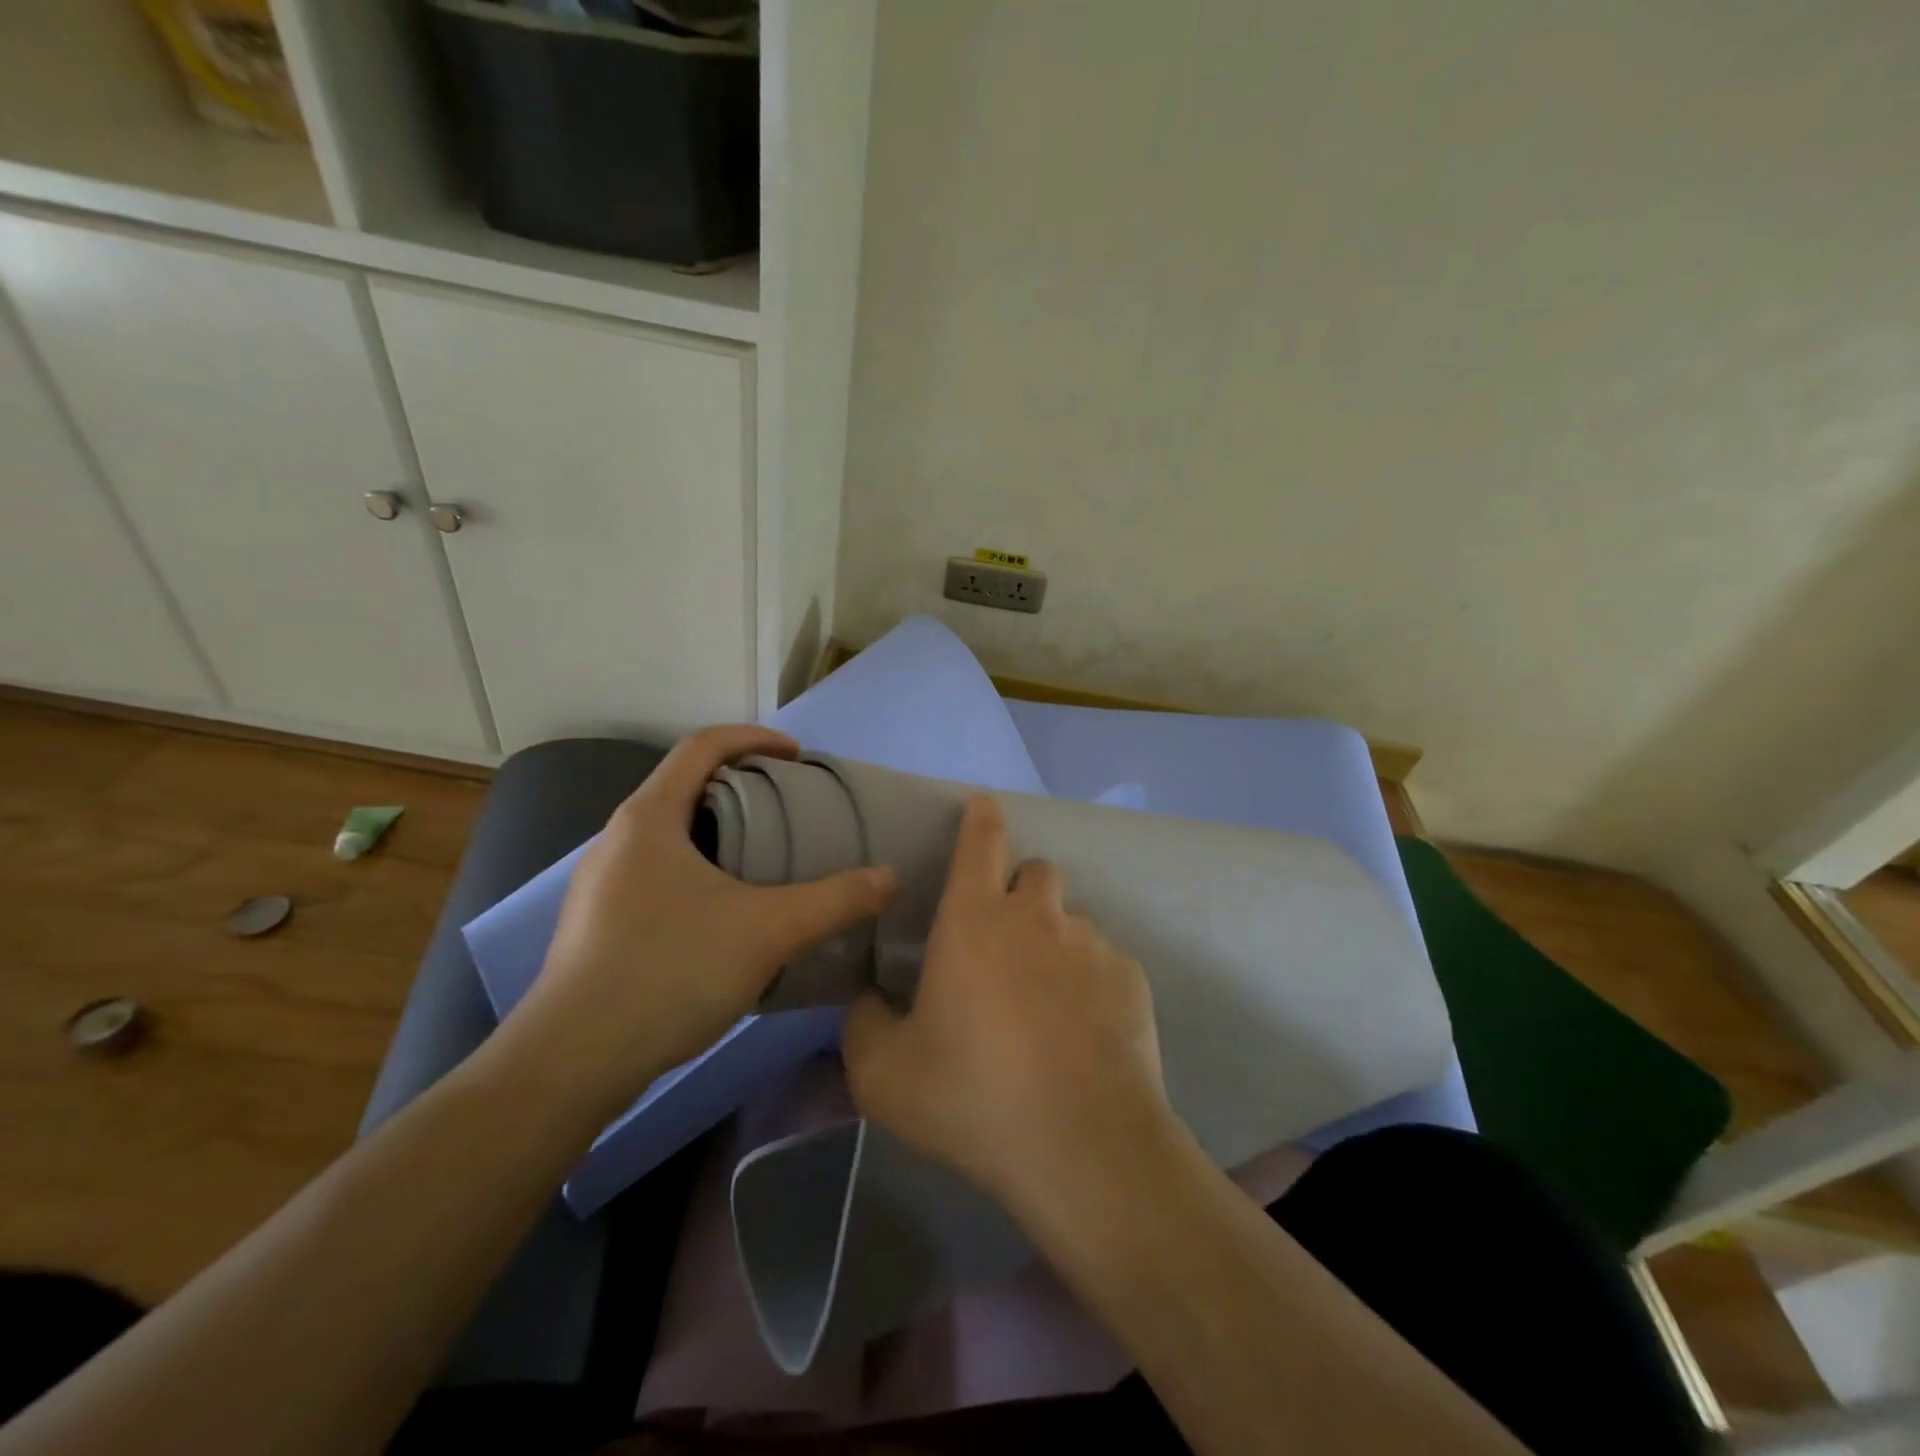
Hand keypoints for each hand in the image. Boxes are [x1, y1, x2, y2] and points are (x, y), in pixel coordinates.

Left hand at [498, 725, 897, 1124]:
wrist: (571, 1063)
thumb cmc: (668, 972)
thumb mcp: (767, 931)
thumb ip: (835, 901)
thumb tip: (891, 877)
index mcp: (650, 817)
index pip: (702, 746)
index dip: (754, 738)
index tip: (797, 757)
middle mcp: (618, 839)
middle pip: (686, 787)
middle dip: (743, 788)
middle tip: (791, 811)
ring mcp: (601, 884)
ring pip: (672, 835)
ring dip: (721, 833)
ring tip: (767, 862)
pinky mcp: (598, 925)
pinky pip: (659, 874)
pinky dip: (701, 871)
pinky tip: (726, 915)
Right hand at [842, 795, 1170, 1218]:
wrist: (1081, 1147)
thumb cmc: (971, 1098)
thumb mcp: (884, 1074)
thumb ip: (864, 1023)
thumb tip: (869, 1000)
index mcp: (973, 921)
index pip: (980, 841)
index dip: (981, 817)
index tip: (983, 805)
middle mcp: (1037, 917)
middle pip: (1035, 872)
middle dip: (1019, 893)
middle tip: (1004, 946)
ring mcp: (1091, 944)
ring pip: (1072, 920)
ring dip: (1055, 942)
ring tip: (1046, 1003)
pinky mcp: (1131, 979)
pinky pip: (1106, 962)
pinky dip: (1090, 983)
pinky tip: (1083, 1036)